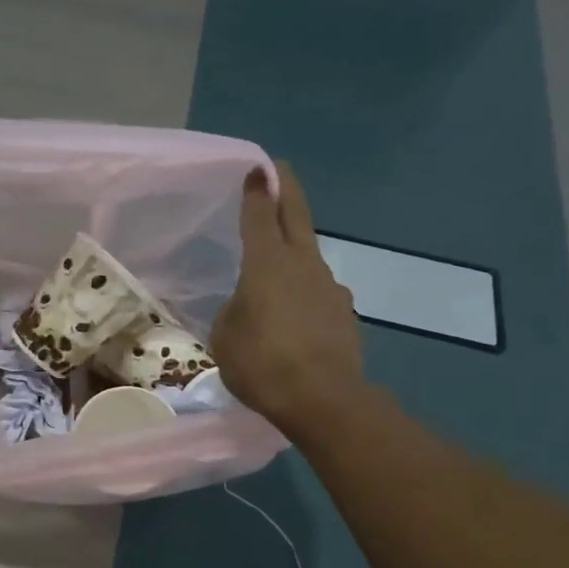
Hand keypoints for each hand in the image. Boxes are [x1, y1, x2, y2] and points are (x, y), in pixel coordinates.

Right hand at [209, 162, 364, 432]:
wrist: (323, 399)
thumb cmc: (262, 364)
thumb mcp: (226, 338)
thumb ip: (234, 311)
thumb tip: (247, 303)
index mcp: (267, 264)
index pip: (260, 216)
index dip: (257, 191)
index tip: (257, 168)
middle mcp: (303, 264)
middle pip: (296, 217)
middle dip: (286, 192)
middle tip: (280, 172)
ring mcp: (329, 286)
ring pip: (308, 256)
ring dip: (294, 249)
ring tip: (277, 265)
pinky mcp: (343, 312)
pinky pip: (317, 291)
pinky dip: (303, 292)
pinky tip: (293, 314)